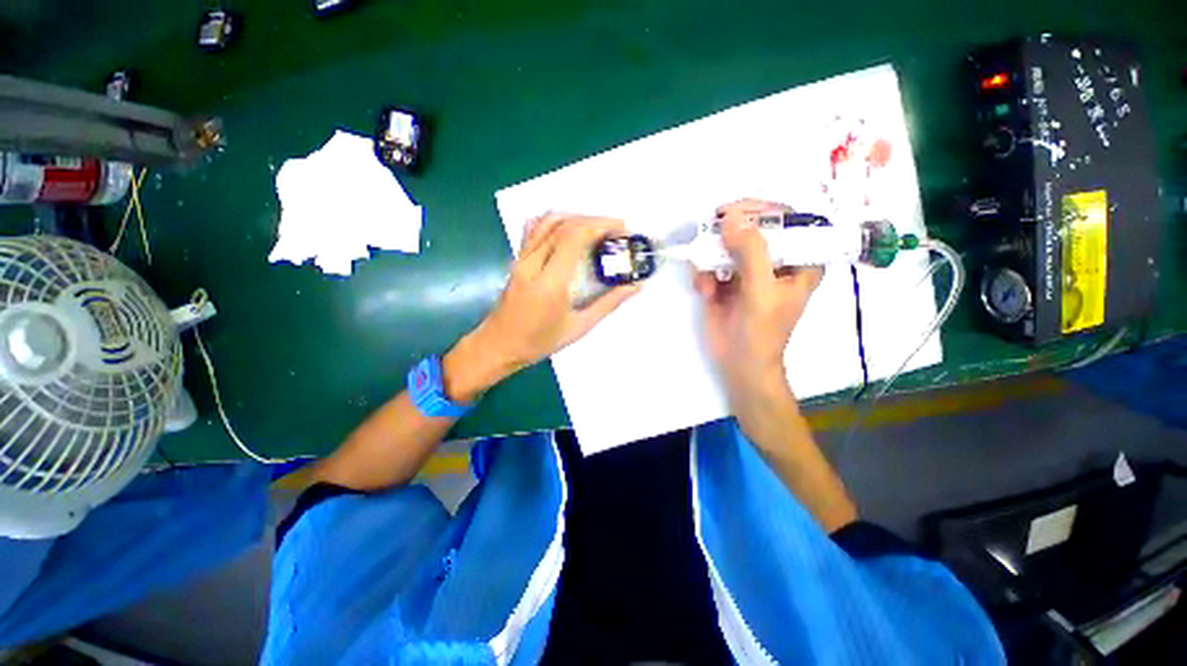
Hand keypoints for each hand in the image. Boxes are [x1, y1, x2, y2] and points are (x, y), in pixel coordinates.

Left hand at [444, 213, 639, 400]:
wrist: (498, 345)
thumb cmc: (539, 342)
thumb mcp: (579, 327)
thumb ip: (608, 304)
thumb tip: (635, 286)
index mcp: (550, 283)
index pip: (574, 237)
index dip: (601, 226)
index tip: (622, 231)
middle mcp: (533, 263)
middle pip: (564, 224)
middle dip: (595, 221)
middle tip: (617, 231)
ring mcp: (521, 258)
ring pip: (548, 221)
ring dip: (577, 218)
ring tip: (598, 229)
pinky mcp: (516, 258)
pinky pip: (534, 228)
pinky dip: (556, 221)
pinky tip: (569, 230)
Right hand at [694, 199, 823, 409]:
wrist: (738, 364)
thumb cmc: (761, 331)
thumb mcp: (761, 290)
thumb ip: (751, 252)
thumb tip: (730, 218)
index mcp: (799, 260)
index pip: (788, 219)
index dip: (763, 210)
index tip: (735, 211)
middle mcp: (774, 260)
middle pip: (753, 228)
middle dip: (729, 232)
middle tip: (710, 230)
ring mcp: (747, 270)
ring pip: (726, 244)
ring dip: (712, 257)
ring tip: (709, 281)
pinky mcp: (725, 281)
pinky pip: (710, 263)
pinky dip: (703, 274)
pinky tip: (705, 292)